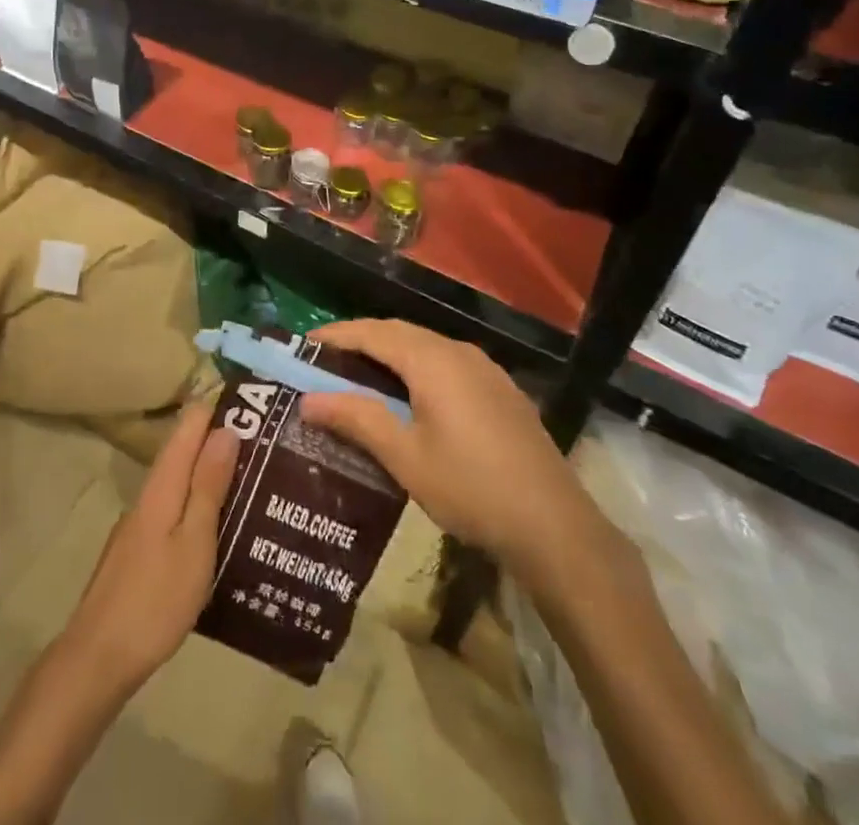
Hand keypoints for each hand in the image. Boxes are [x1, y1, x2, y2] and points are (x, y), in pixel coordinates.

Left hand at [55, 402, 238, 699]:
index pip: (188, 426)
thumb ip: (208, 486)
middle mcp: (148, 495)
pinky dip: (197, 504)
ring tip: (252, 478)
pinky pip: (174, 510)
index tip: (253, 402)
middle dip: (218, 439)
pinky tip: (218, 525)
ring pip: (179, 483)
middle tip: (266, 440)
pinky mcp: (138, 551)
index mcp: (162, 486)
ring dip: (209, 473)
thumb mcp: (194, 542)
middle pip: (183, 452)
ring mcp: (139, 524)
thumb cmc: (155, 598)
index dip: (216, 408)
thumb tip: (225, 430)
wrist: (98, 657)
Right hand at [299, 320, 592, 574]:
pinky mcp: (500, 389)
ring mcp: (484, 369)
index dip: (336, 335)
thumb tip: (308, 399)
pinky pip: (447, 362)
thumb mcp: (405, 457)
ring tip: (360, 375)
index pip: (372, 333)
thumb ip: (357, 419)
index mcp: (431, 360)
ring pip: (425, 346)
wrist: (555, 526)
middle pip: (398, 332)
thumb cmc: (471, 488)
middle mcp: (458, 352)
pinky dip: (416, 366)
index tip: (304, 343)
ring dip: (389, 352)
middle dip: (360, 340)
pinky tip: (411, 395)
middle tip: (326, 360)